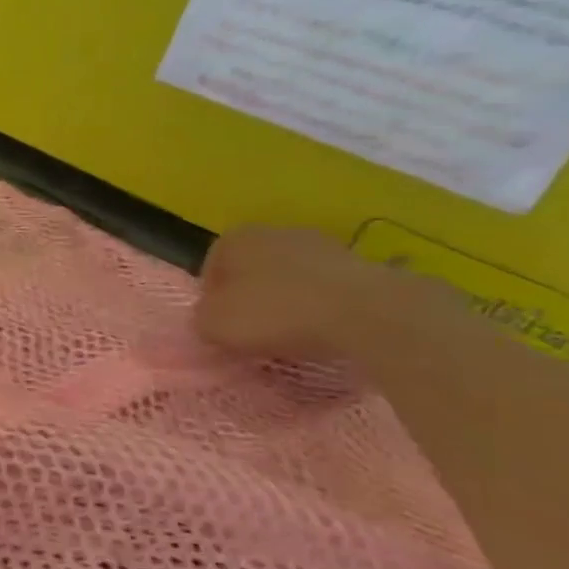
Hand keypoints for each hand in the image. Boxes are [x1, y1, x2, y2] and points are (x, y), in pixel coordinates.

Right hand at [195, 226, 424, 361]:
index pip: (211, 270)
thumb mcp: (215, 326)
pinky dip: (322, 307)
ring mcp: (321, 244)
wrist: (367, 313)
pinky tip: (326, 331)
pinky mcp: (360, 264)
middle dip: (252, 299)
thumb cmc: (276, 313)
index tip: (223, 328)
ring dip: (289, 302)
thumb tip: (209, 320)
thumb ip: (201, 320)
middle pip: (252, 271)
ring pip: (291, 278)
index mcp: (234, 239)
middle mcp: (274, 232)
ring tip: (294, 336)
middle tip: (255, 333)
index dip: (212, 302)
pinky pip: (326, 289)